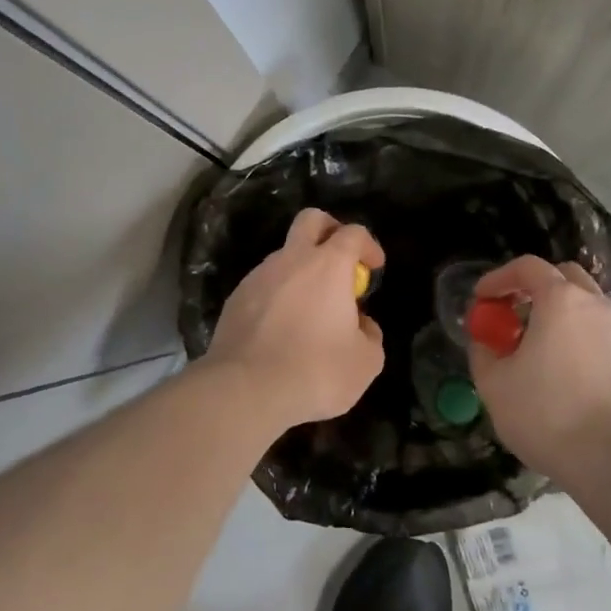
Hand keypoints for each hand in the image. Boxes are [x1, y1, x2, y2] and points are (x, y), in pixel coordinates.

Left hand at [204, 208, 385, 430]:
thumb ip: (370, 335)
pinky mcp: (235, 299)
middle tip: (340, 259)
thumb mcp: (365, 362)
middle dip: (329, 230)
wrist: (246, 390)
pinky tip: (281, 330)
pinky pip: (263, 285)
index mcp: (328, 265)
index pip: (353, 233)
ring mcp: (258, 276)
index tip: (374, 267)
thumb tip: (360, 324)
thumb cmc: (316, 371)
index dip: (368, 245)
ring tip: (310, 310)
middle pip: (310, 220)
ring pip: (283, 255)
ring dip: (301, 270)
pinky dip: (278, 296)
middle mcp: (291, 259)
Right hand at [468, 255, 610, 479]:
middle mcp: (594, 306)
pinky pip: (598, 333)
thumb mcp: (494, 384)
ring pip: (584, 306)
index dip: (498, 277)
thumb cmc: (548, 414)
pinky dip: (576, 338)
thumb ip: (483, 351)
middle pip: (563, 278)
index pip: (527, 267)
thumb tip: (486, 340)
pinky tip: (561, 371)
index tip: (482, 299)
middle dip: (534, 288)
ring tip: (535, 346)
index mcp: (560, 300)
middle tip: (512, 314)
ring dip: (557, 314)